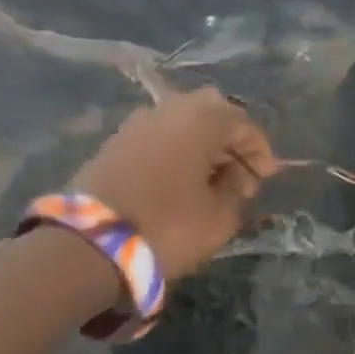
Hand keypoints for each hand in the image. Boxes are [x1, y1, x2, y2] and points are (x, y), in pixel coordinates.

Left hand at [68, 87, 274, 277]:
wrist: (89, 244)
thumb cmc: (168, 225)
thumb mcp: (220, 216)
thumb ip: (236, 189)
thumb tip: (234, 177)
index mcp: (202, 118)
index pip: (243, 123)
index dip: (259, 151)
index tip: (265, 178)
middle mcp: (169, 108)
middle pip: (212, 114)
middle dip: (230, 142)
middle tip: (239, 175)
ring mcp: (137, 123)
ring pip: (182, 124)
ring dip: (202, 147)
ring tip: (210, 182)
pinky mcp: (114, 143)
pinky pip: (159, 138)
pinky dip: (176, 153)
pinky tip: (180, 183)